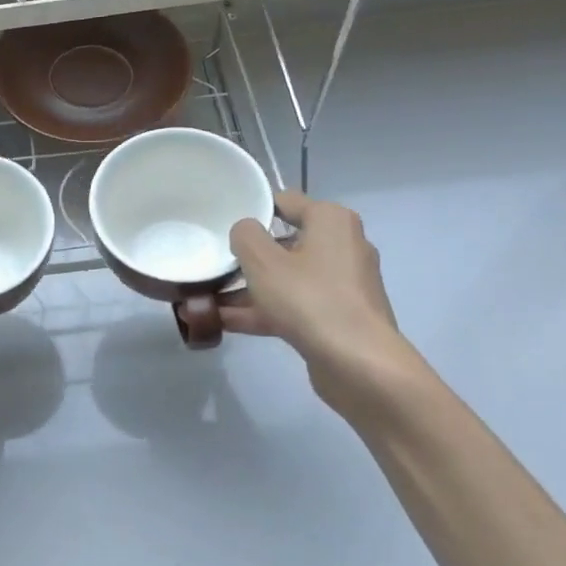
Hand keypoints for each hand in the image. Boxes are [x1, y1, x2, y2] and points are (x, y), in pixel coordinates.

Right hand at [225, 190, 419, 418]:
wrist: (358, 363)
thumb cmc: (309, 299)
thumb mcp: (263, 261)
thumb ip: (245, 236)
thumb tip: (245, 231)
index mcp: (331, 221)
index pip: (285, 202)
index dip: (252, 210)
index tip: (222, 225)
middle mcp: (342, 246)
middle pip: (284, 243)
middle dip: (247, 257)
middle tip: (213, 264)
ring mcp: (341, 284)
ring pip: (286, 278)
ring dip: (249, 289)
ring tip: (207, 299)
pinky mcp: (337, 316)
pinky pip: (293, 305)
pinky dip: (264, 311)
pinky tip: (225, 323)